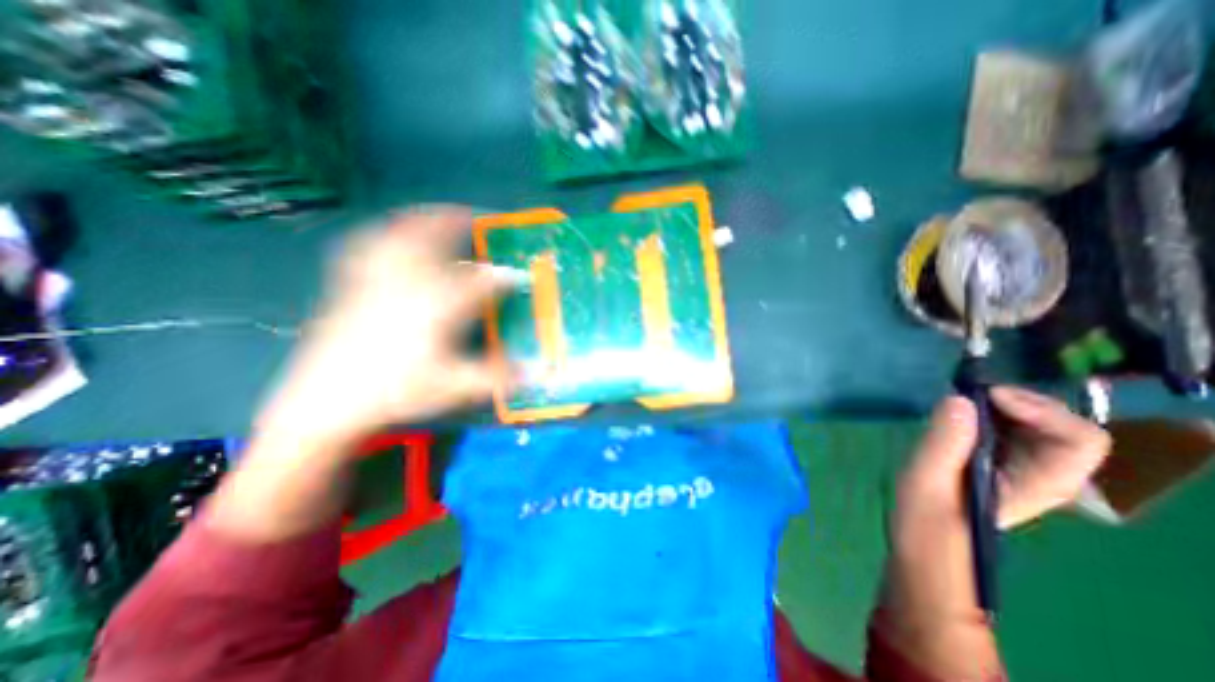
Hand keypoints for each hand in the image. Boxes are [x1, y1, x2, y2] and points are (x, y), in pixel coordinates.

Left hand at [256, 209, 511, 446]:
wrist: (325, 403)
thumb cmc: (395, 392)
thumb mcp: (453, 388)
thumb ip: (497, 377)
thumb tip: (536, 373)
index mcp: (438, 308)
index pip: (480, 284)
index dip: (503, 278)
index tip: (518, 276)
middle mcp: (409, 286)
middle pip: (434, 241)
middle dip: (457, 225)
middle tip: (474, 219)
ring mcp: (376, 282)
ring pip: (399, 237)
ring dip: (421, 221)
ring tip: (436, 215)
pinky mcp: (351, 287)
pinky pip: (367, 248)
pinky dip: (382, 234)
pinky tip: (386, 234)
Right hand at [895, 389, 1114, 543]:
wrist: (923, 535)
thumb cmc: (926, 511)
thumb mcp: (927, 476)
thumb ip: (945, 440)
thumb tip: (959, 399)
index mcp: (1039, 482)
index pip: (1080, 440)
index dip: (1042, 410)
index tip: (988, 396)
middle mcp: (1045, 472)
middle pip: (1064, 425)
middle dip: (1023, 401)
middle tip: (973, 391)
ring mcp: (1024, 465)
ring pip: (1040, 423)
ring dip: (1006, 404)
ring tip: (964, 397)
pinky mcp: (1001, 459)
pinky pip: (1014, 427)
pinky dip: (992, 411)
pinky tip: (960, 411)